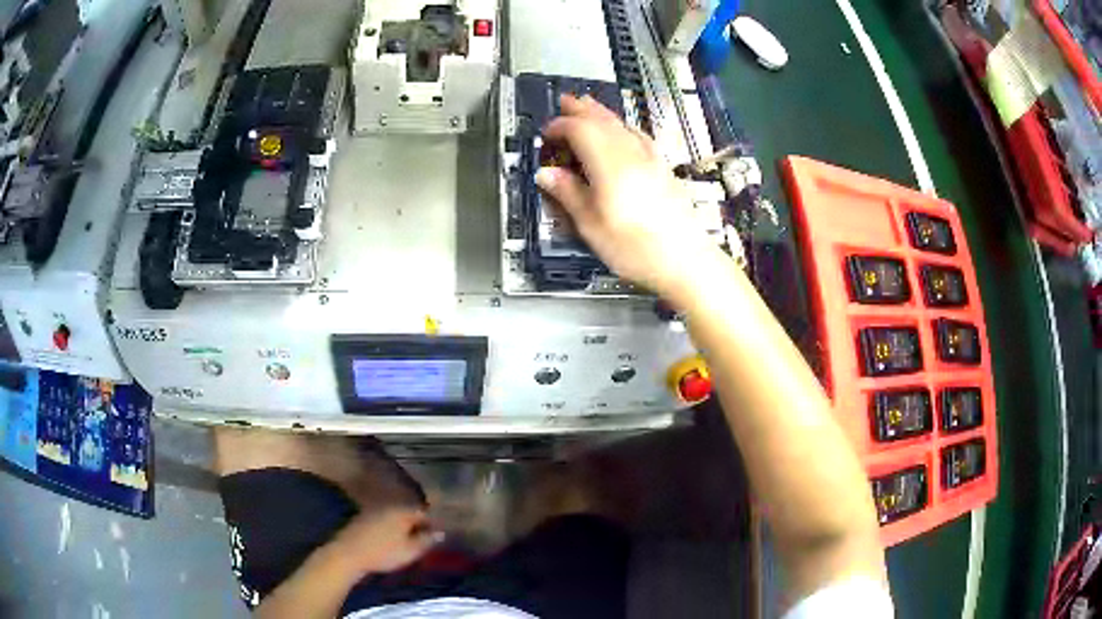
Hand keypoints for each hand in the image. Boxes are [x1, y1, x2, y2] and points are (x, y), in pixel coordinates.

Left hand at [331, 507, 439, 576]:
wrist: (347, 554)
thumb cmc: (383, 553)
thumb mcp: (410, 551)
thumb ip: (426, 541)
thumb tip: (440, 533)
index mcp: (402, 511)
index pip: (424, 513)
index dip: (433, 524)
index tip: (436, 537)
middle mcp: (388, 506)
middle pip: (408, 513)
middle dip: (417, 525)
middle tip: (423, 541)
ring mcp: (373, 511)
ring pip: (394, 517)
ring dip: (403, 527)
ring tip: (407, 543)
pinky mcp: (362, 519)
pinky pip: (382, 521)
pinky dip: (389, 529)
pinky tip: (389, 541)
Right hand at [536, 95, 730, 305]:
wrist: (686, 261)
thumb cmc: (636, 248)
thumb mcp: (592, 226)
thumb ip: (569, 194)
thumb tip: (546, 174)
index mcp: (610, 165)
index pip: (581, 130)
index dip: (561, 126)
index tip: (546, 133)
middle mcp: (632, 154)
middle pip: (604, 121)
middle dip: (582, 109)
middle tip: (565, 100)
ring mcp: (652, 159)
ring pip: (623, 125)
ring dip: (603, 113)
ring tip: (588, 107)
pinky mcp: (663, 169)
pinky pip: (640, 136)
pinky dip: (624, 127)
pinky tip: (624, 131)